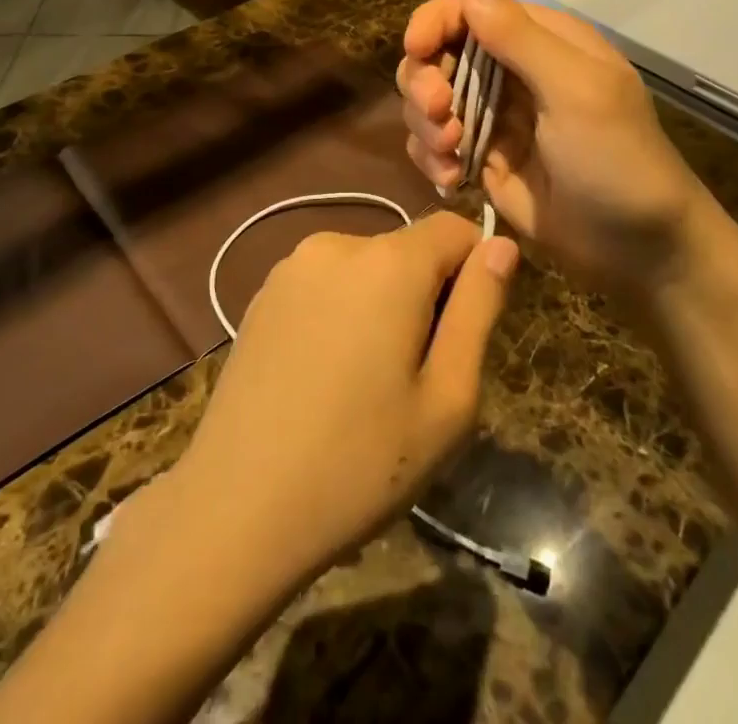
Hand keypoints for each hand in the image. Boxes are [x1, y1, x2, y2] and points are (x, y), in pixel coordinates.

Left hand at [169, 212, 516, 591]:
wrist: (236, 507)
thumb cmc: (360, 462)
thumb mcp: (447, 399)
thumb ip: (479, 309)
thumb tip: (500, 244)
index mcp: (388, 262)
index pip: (454, 228)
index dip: (474, 271)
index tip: (463, 335)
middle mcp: (337, 244)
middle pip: (408, 250)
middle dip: (426, 296)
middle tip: (413, 379)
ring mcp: (291, 266)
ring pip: (367, 268)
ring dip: (382, 305)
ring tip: (365, 384)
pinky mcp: (262, 294)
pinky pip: (326, 285)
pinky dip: (342, 313)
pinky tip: (323, 378)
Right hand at [398, 0, 719, 299]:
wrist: (640, 250)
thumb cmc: (617, 159)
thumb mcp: (575, 91)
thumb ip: (518, 35)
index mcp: (538, 41)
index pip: (468, 11)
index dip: (433, 23)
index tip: (416, 51)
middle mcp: (509, 71)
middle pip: (436, 54)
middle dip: (425, 82)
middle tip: (439, 114)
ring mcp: (492, 117)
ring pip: (427, 100)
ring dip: (424, 124)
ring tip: (451, 156)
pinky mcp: (480, 158)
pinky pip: (432, 143)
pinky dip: (430, 157)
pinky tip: (450, 179)